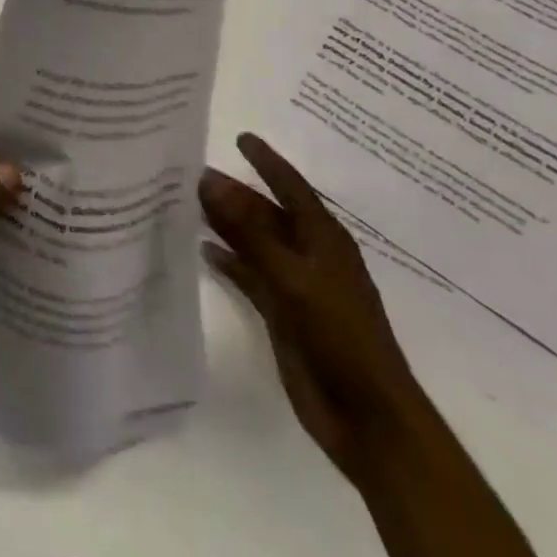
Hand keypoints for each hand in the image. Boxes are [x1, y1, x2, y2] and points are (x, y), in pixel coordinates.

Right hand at [200, 133, 427, 485]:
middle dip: (234, 192)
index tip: (239, 137)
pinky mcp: (282, 313)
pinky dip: (229, 261)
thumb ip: (248, 230)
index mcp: (324, 238)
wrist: (368, 419)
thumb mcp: (292, 276)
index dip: (266, 161)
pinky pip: (250, 275)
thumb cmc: (339, 336)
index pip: (290, 186)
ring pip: (255, 242)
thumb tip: (208, 178)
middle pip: (266, 212)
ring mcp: (296, 285)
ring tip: (188, 202)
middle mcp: (309, 254)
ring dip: (226, 223)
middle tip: (192, 170)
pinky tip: (203, 249)